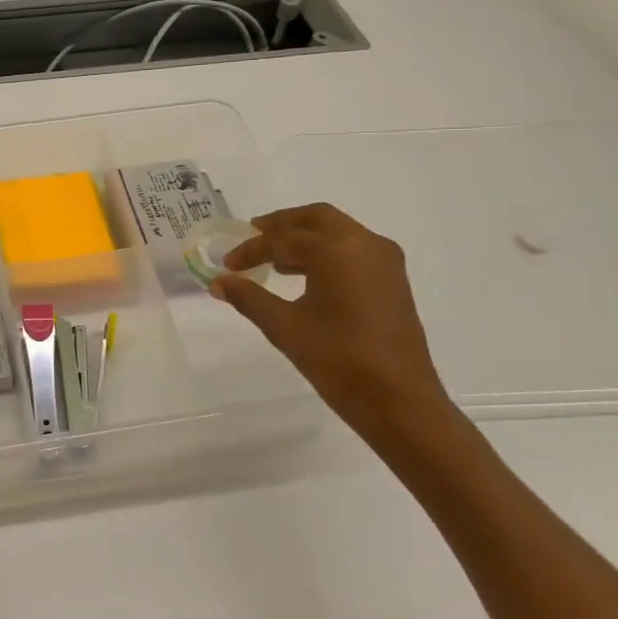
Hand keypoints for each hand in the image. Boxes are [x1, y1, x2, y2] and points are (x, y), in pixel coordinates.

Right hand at [212, 204, 458, 450]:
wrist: (399, 400)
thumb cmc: (337, 358)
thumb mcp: (284, 326)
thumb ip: (249, 298)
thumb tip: (218, 282)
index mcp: (334, 249)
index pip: (281, 239)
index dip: (250, 250)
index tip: (227, 265)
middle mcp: (363, 243)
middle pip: (315, 218)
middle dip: (282, 225)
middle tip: (253, 235)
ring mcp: (384, 260)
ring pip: (338, 231)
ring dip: (305, 237)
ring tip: (275, 259)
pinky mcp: (393, 279)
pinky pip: (354, 249)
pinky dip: (327, 251)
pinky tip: (307, 276)